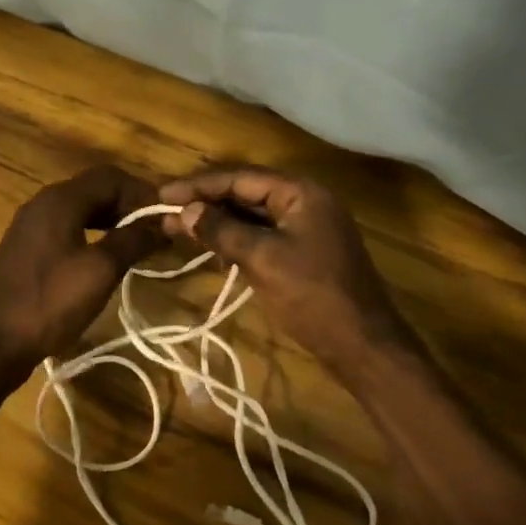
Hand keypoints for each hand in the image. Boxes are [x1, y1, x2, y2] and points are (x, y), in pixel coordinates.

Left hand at [0, 165, 163, 378]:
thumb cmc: (48, 302)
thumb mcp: (99, 271)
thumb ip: (133, 241)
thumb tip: (164, 223)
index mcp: (60, 200)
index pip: (111, 177)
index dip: (144, 193)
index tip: (169, 216)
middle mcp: (43, 203)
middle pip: (95, 189)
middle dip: (130, 205)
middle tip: (158, 230)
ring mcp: (31, 226)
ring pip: (81, 209)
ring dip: (112, 219)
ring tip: (139, 243)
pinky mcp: (26, 249)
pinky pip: (67, 228)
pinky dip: (93, 234)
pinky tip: (106, 257)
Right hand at [159, 167, 420, 373]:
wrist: (363, 345)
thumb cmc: (312, 296)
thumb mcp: (262, 259)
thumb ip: (222, 230)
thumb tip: (185, 211)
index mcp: (301, 193)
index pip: (240, 178)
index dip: (199, 186)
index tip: (162, 195)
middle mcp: (305, 202)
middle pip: (245, 194)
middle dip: (205, 204)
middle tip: (165, 213)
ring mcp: (306, 228)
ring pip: (252, 217)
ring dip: (217, 223)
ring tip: (178, 230)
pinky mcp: (304, 253)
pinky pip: (262, 237)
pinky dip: (236, 241)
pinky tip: (212, 252)